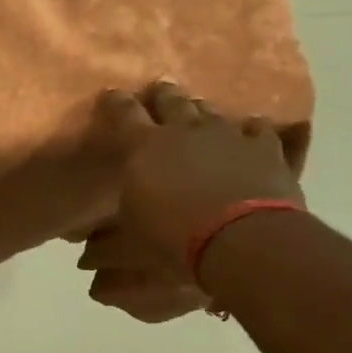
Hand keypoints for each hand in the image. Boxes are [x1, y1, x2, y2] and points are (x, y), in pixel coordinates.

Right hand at [78, 82, 303, 300]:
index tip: (110, 93)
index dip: (115, 101)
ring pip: (210, 110)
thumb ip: (109, 244)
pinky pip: (258, 129)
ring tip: (198, 109)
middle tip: (158, 90)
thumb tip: (85, 262)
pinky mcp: (265, 149)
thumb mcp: (131, 244)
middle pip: (171, 100)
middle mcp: (184, 130)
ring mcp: (228, 135)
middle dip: (162, 95)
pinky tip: (250, 131)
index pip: (123, 113)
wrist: (243, 240)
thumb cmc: (173, 237)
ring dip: (200, 110)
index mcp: (143, 146)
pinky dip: (250, 129)